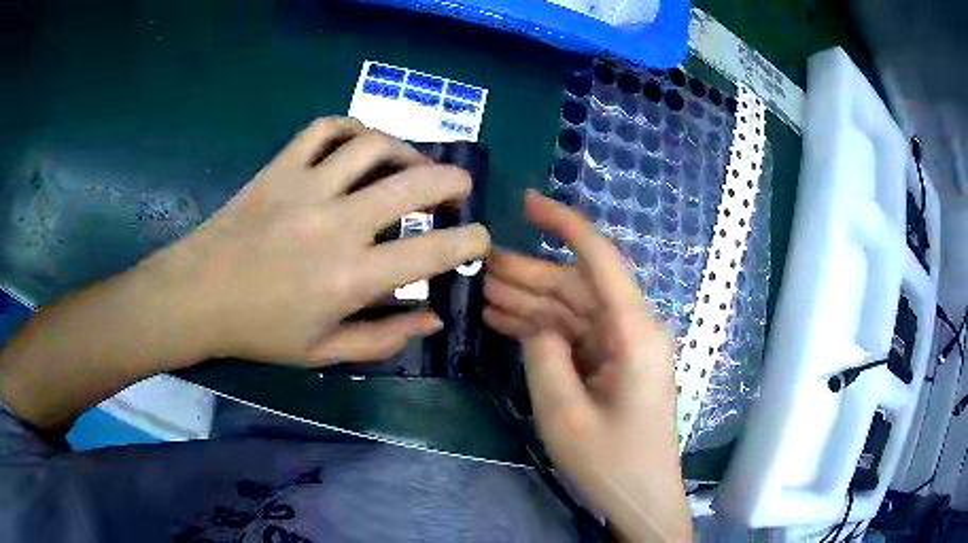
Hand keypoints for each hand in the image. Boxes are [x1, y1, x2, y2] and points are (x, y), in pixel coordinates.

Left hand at [153, 116, 489, 364]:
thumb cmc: (260, 331)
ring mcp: (306, 187)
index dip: (470, 242)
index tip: (478, 240)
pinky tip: (358, 142)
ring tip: (410, 162)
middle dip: (452, 181)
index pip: (433, 251)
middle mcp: (337, 223)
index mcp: (352, 277)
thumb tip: (432, 317)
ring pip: (372, 145)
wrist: (198, 296)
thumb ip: (384, 338)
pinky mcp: (280, 168)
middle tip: (460, 186)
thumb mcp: (324, 352)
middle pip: (414, 183)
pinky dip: (349, 127)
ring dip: (405, 149)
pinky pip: (323, 129)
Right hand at [484, 191, 689, 541]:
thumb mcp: (565, 414)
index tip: (526, 202)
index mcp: (634, 333)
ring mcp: (623, 346)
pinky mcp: (613, 363)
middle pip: (578, 286)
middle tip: (479, 263)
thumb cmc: (610, 461)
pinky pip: (574, 335)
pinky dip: (542, 328)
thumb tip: (535, 322)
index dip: (564, 224)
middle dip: (528, 272)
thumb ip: (545, 356)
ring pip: (572, 309)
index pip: (600, 259)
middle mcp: (633, 329)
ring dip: (530, 300)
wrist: (640, 496)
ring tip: (482, 290)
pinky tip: (505, 320)